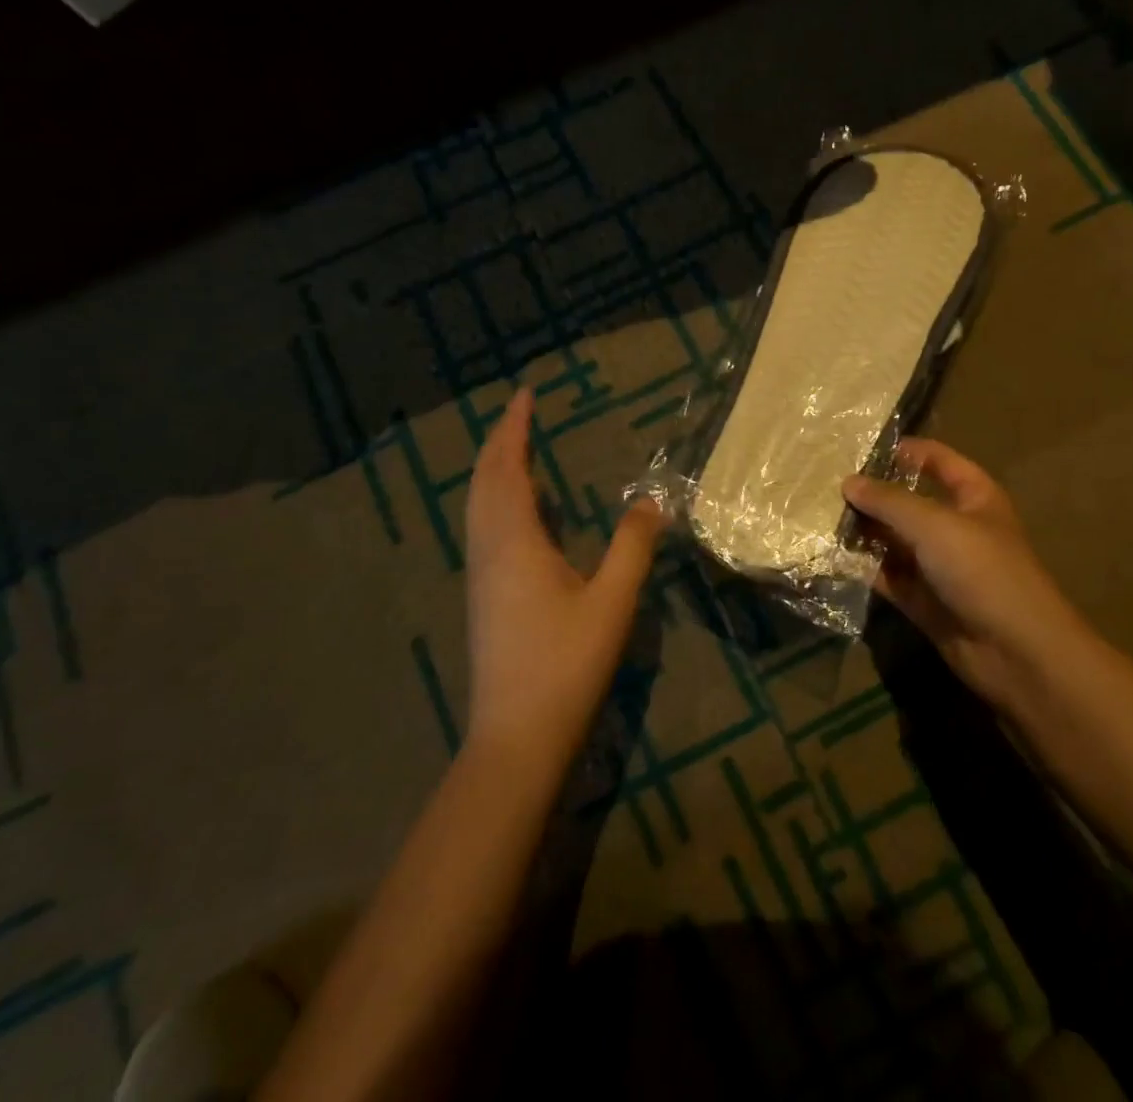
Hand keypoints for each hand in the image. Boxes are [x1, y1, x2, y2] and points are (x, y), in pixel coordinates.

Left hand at [463, 388, 664, 765]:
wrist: (515, 737)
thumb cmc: (565, 664)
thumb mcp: (612, 602)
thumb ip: (634, 546)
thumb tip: (654, 500)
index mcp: (515, 541)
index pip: (508, 468)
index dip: (515, 429)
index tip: (525, 395)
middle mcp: (489, 549)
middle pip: (484, 481)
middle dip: (499, 442)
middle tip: (520, 414)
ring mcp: (481, 575)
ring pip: (478, 506)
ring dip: (493, 471)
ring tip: (517, 452)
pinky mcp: (484, 597)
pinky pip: (483, 528)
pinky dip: (495, 501)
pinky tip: (520, 515)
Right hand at [844, 439, 1090, 710]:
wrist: (1015, 652)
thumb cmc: (981, 570)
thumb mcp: (934, 524)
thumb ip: (888, 501)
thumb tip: (848, 482)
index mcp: (973, 497)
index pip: (937, 461)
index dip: (904, 451)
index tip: (859, 447)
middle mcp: (955, 526)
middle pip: (908, 501)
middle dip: (871, 494)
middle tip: (824, 484)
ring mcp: (938, 565)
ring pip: (892, 540)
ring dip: (862, 531)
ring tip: (817, 516)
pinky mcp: (921, 599)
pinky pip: (886, 575)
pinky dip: (862, 567)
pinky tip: (828, 555)